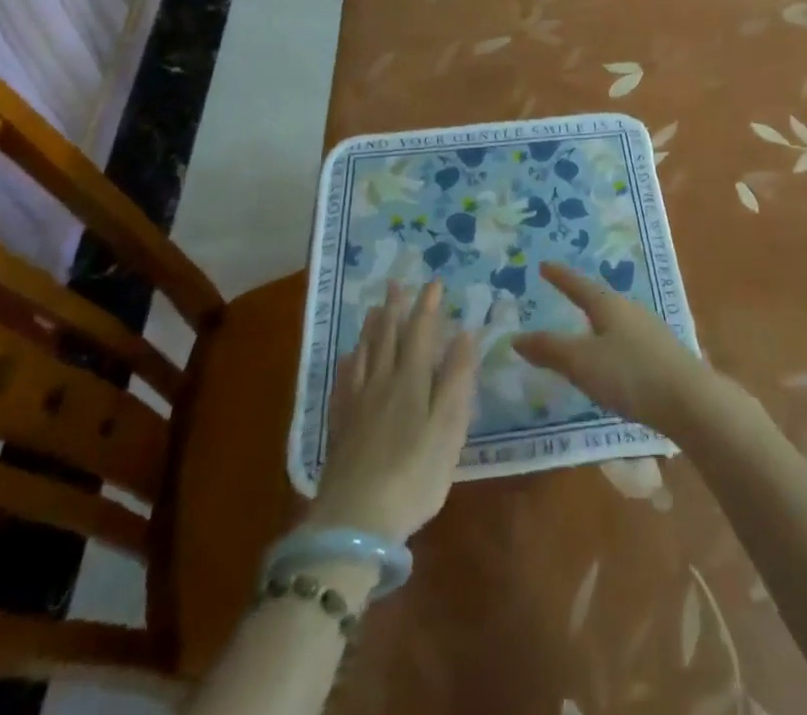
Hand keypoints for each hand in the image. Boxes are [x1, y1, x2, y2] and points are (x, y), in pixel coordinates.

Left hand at [305, 281, 477, 544]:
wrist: (353, 524)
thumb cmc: (413, 476)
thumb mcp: (448, 429)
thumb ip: (457, 379)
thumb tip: (466, 332)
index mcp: (411, 381)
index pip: (420, 333)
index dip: (427, 306)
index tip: (434, 282)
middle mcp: (382, 383)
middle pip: (388, 338)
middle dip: (395, 309)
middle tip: (396, 283)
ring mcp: (356, 405)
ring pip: (364, 356)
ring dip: (372, 329)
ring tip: (375, 310)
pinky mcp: (339, 429)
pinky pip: (343, 383)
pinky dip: (349, 364)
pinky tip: (348, 359)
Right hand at [513, 262, 712, 437]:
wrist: (689, 400)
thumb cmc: (630, 374)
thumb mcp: (582, 363)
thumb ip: (550, 350)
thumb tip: (516, 337)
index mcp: (609, 305)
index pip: (578, 285)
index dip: (560, 277)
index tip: (544, 265)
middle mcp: (631, 310)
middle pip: (600, 299)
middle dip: (580, 297)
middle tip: (562, 294)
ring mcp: (650, 330)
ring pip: (616, 320)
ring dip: (597, 322)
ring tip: (583, 328)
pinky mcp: (661, 354)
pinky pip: (627, 339)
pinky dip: (611, 342)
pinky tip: (611, 359)